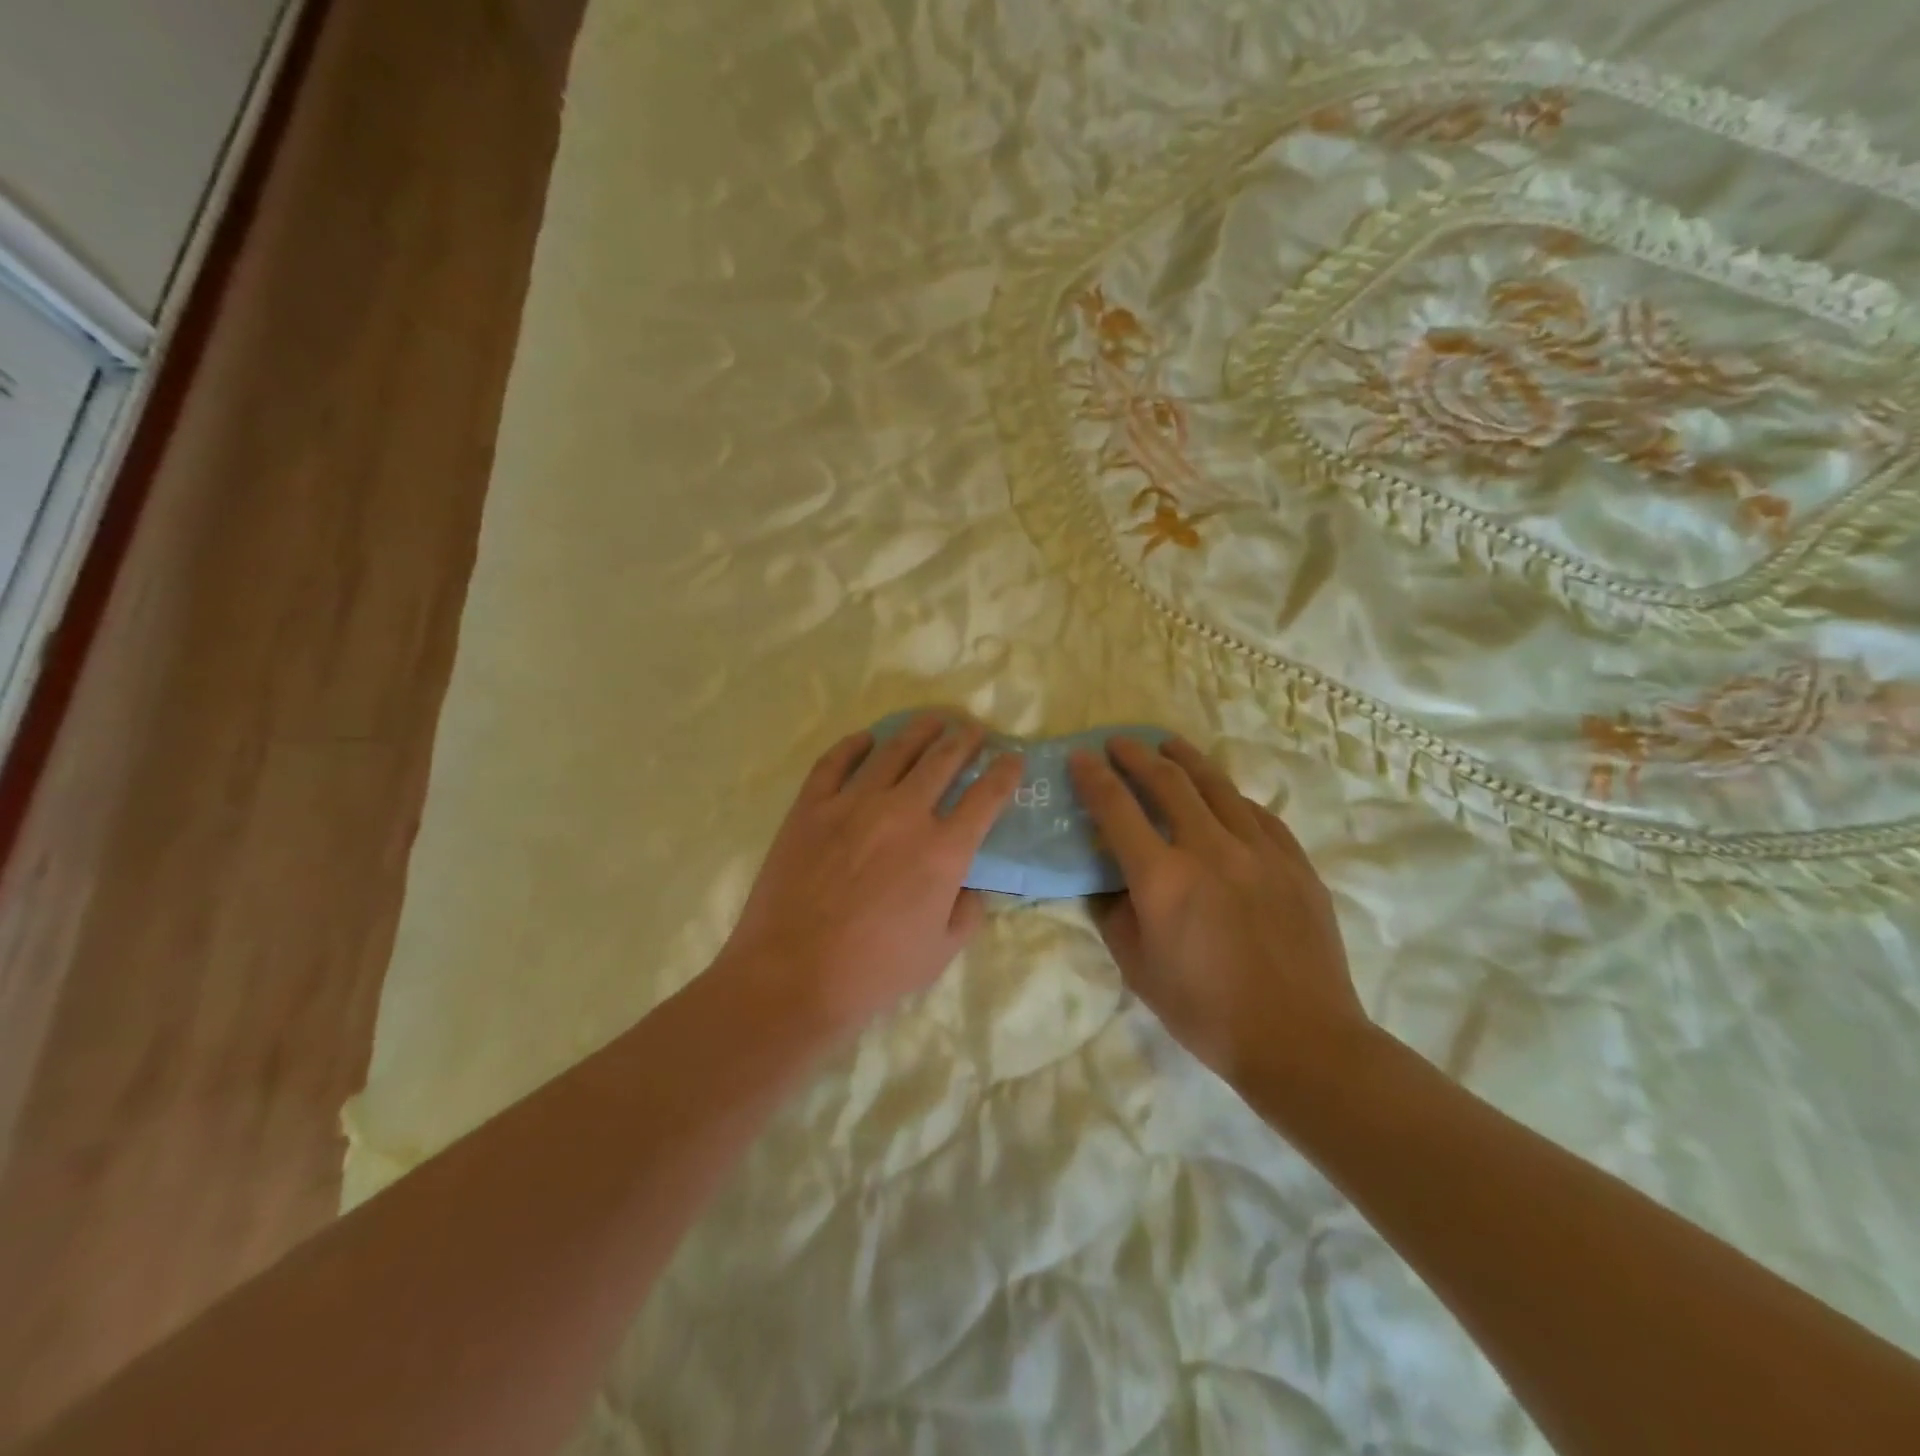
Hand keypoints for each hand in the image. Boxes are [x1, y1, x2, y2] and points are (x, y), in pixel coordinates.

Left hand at [720, 713, 1022, 1039]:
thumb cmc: (874, 972)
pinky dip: (854, 745)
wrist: (793, 976)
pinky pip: (835, 762)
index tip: (1013, 758)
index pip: (986, 797)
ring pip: (894, 750)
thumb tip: (971, 886)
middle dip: (965, 740)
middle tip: (973, 730)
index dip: (1004, 773)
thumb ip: (968, 912)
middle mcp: (904, 814)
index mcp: (942, 851)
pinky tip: (866, 739)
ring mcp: (853, 804)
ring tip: (932, 720)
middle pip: (943, 761)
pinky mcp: (811, 807)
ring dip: (919, 730)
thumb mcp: (941, 952)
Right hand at [1067, 738, 1367, 1088]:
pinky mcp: (1294, 862)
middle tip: (1119, 742)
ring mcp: (1259, 851)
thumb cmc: (1206, 1012)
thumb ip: (1115, 916)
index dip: (1094, 778)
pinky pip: (1258, 814)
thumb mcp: (1138, 969)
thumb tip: (1110, 883)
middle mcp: (1209, 849)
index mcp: (1162, 878)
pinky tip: (1225, 796)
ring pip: (1218, 786)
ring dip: (1186, 760)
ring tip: (1168, 745)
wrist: (1300, 1040)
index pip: (1117, 810)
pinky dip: (1231, 797)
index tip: (1080, 757)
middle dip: (1137, 756)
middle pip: (1168, 782)